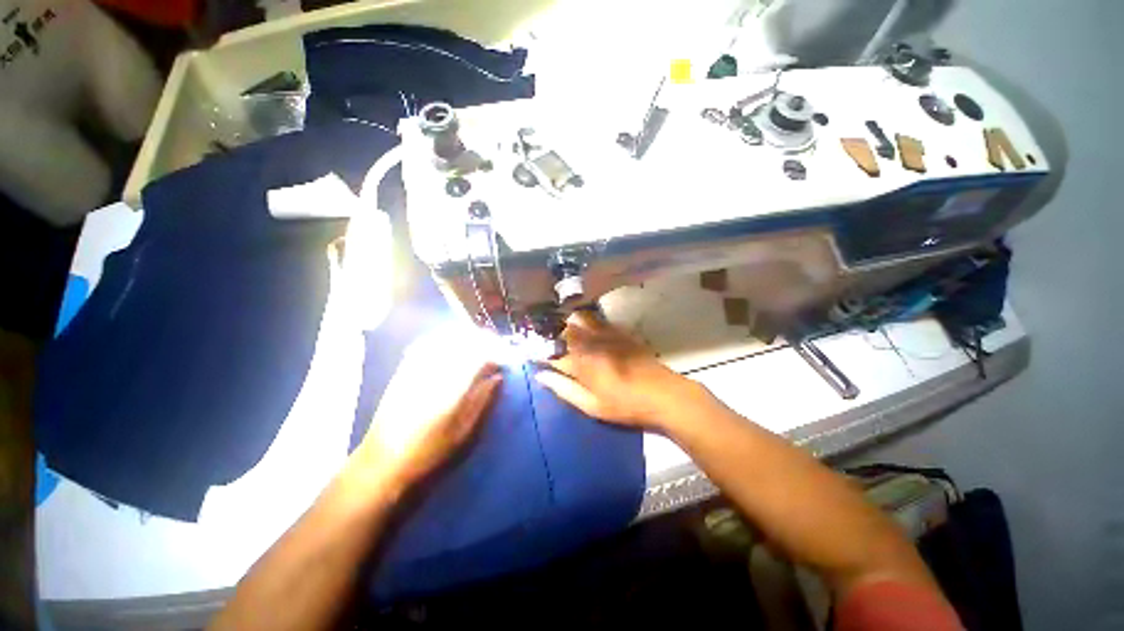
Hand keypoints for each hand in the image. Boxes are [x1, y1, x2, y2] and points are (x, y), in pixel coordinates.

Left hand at [350, 326, 504, 493]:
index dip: (499, 351)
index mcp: (451, 386)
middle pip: (465, 339)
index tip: (509, 358)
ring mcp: (416, 366)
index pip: (481, 354)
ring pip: (447, 336)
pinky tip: (453, 345)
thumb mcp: (464, 431)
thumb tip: (498, 376)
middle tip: (498, 350)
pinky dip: (446, 338)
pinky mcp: (404, 368)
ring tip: (480, 346)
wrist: (383, 462)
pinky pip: (428, 341)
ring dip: (468, 337)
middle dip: (486, 340)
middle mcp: (434, 369)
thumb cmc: (429, 452)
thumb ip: (483, 399)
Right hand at [534, 311, 695, 429]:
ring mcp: (606, 334)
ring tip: (564, 333)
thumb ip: (564, 389)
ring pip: (579, 319)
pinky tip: (586, 328)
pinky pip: (597, 319)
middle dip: (551, 335)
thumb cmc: (625, 405)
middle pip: (563, 330)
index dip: (539, 353)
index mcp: (580, 362)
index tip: (532, 355)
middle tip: (547, 343)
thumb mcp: (591, 406)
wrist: (663, 394)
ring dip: (568, 324)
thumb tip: (541, 376)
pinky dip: (586, 321)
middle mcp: (590, 342)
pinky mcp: (619, 332)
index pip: (551, 352)